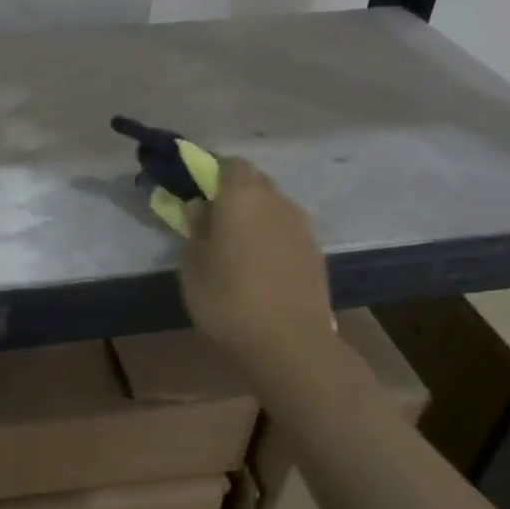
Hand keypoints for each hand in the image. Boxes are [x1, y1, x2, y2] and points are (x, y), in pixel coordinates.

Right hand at [179, 157, 334, 377]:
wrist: (290, 344)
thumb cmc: (228, 300)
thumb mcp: (192, 266)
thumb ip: (195, 230)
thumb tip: (200, 208)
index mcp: (243, 196)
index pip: (230, 164)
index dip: (212, 173)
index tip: (196, 194)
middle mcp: (277, 201)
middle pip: (255, 183)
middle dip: (234, 194)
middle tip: (214, 222)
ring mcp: (302, 227)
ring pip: (274, 208)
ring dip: (255, 218)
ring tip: (237, 250)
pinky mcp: (316, 253)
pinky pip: (287, 233)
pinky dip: (272, 240)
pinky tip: (260, 268)